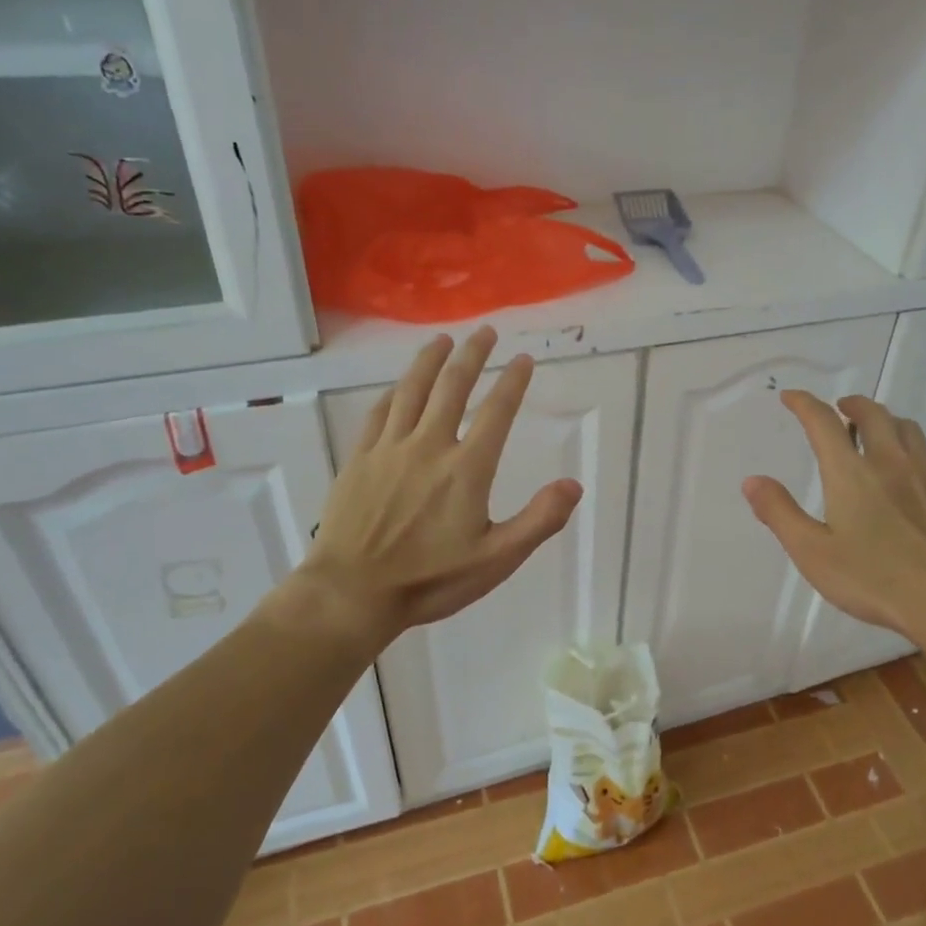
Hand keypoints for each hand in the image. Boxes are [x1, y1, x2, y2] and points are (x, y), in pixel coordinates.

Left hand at [267, 327, 582, 645]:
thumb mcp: (496, 560)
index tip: (523, 359)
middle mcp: (429, 446)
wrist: (353, 593)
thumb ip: (539, 520)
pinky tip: (398, 387)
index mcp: (467, 468)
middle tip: (485, 331)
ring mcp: (390, 449)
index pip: (496, 412)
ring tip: (442, 340)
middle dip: (472, 356)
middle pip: (453, 387)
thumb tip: (573, 484)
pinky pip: (379, 414)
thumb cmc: (430, 580)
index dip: (512, 382)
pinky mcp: (360, 459)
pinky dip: (394, 393)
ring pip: (412, 391)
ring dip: (430, 361)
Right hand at [742, 392, 925, 660]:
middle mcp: (890, 462)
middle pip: (872, 413)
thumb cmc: (874, 580)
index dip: (803, 404)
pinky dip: (917, 450)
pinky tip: (915, 469)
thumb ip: (780, 513)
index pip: (822, 422)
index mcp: (851, 473)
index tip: (790, 396)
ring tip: (875, 432)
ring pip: (907, 427)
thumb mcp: (813, 553)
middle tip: (839, 409)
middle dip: (851, 404)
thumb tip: (752, 481)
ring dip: (886, 420)